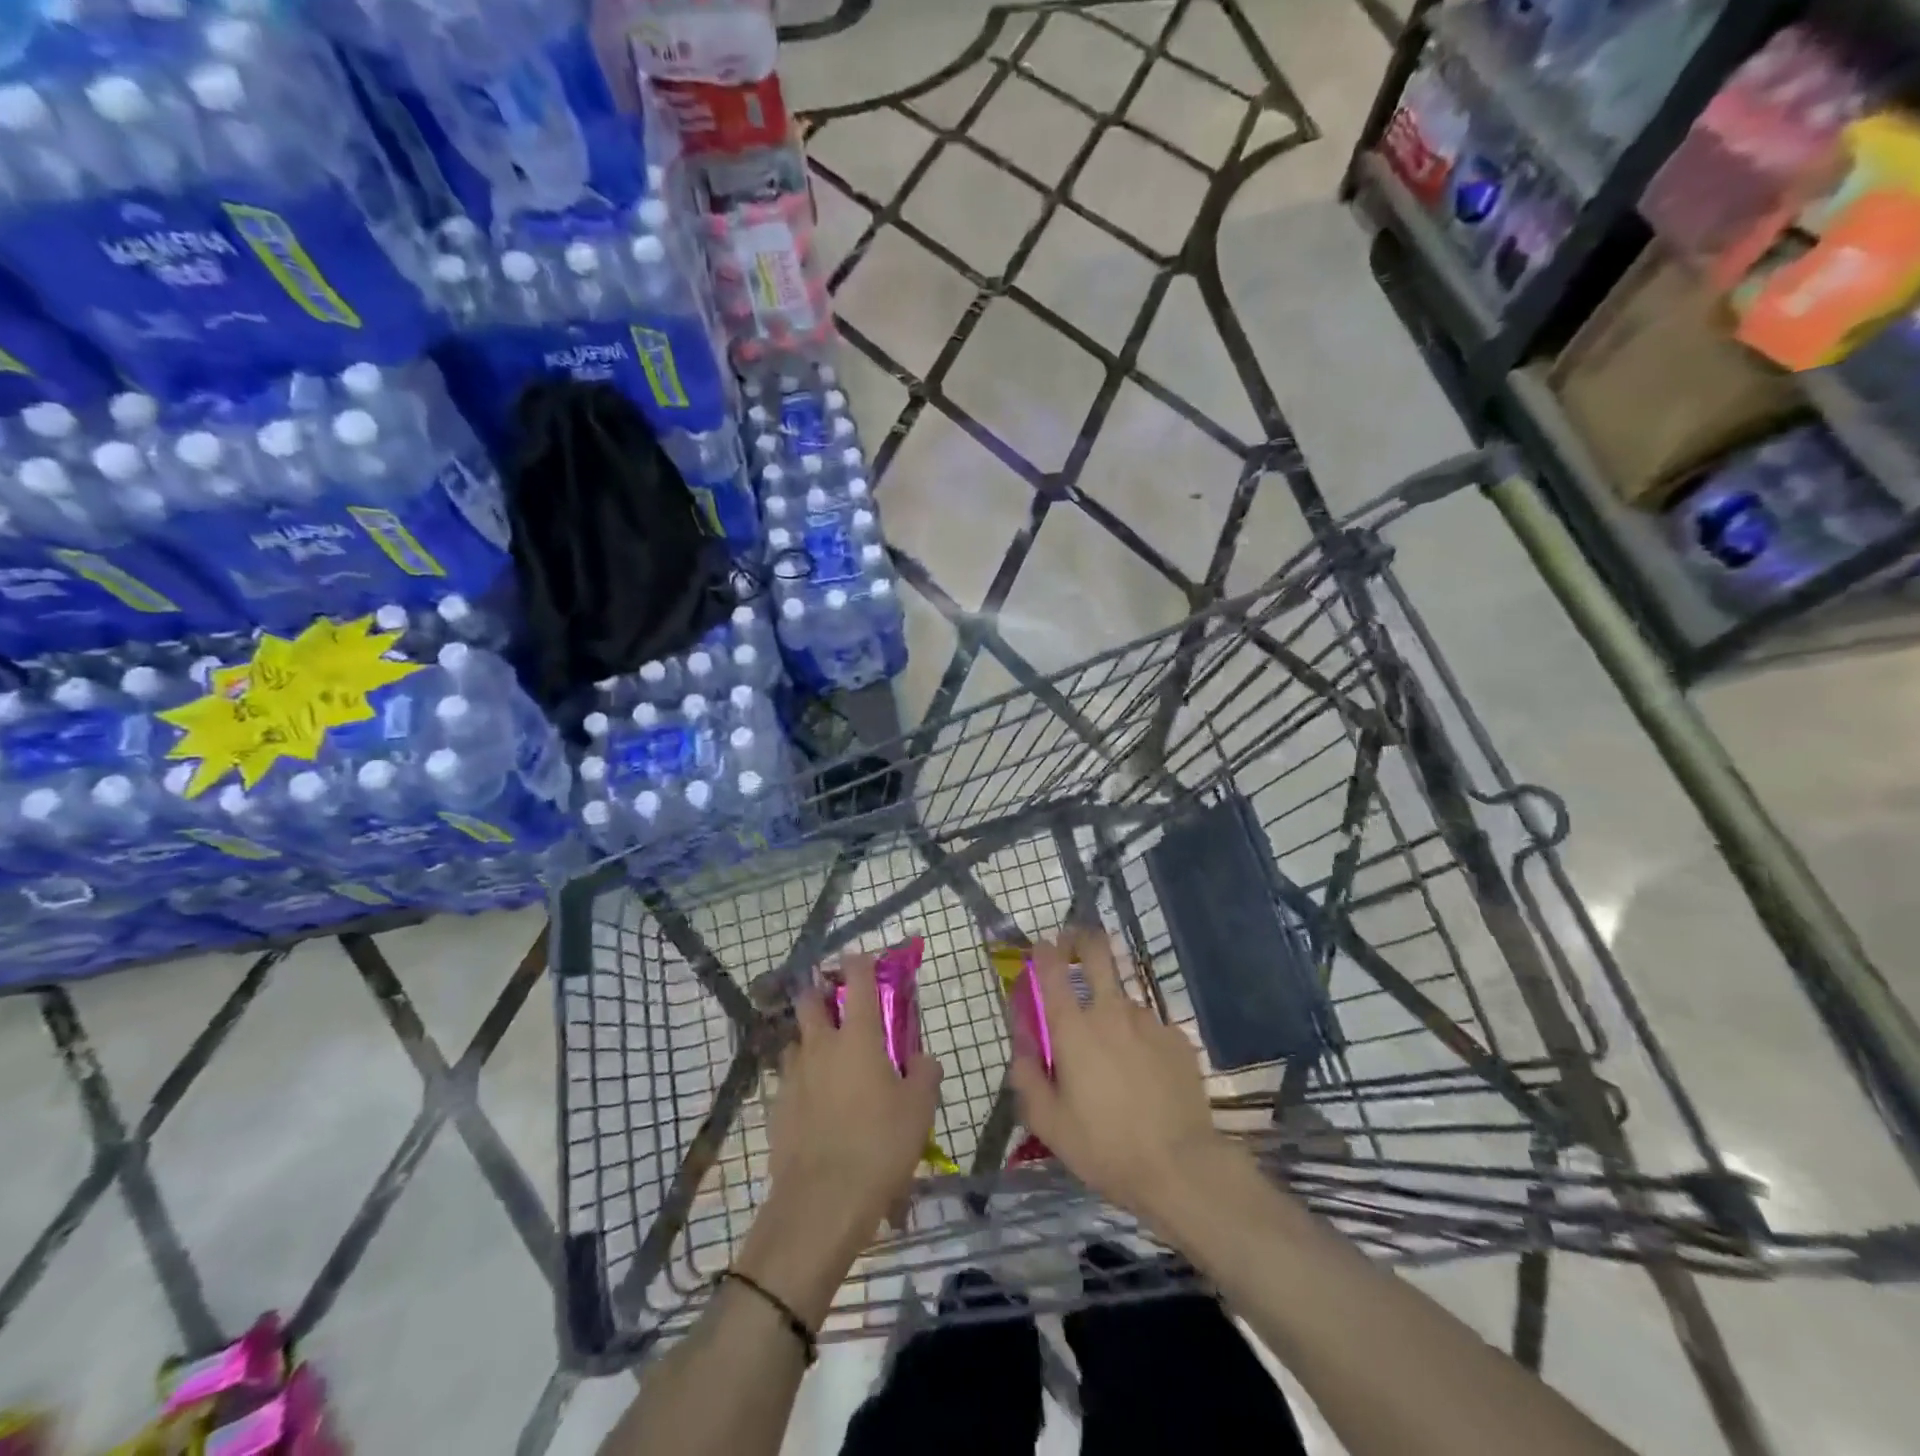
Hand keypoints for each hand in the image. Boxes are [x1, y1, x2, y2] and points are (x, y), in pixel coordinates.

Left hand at [764, 952, 942, 1249]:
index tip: (863, 957)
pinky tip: (814, 1101)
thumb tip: (920, 1059)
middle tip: (839, 1004)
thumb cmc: (879, 1146)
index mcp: (858, 1037)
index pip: (858, 980)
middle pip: (810, 1000)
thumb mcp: (919, 1110)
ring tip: (826, 1057)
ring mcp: (793, 1075)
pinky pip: (788, 1078)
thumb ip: (924, 1074)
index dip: (860, 962)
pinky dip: (801, 1078)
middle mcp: (821, 1045)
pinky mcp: (776, 1106)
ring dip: (809, 1038)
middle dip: (822, 993)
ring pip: (795, 1039)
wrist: (821, 1202)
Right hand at [1009, 927, 1228, 1229]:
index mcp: (1073, 1028)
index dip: (1044, 951)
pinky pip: (1151, 1029)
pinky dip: (1141, 1041)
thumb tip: (1022, 1047)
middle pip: (1097, 952)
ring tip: (1115, 1057)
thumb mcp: (1048, 1123)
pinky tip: (1146, 1076)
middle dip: (1082, 940)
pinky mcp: (1178, 1039)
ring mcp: (1149, 1022)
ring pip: (1124, 1000)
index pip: (1052, 968)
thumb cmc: (1104, 1147)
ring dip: (1113, 1012)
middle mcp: (1110, 1012)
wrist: (1181, 1168)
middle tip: (1075, 948)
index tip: (1041, 950)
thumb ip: (1027, 1077)